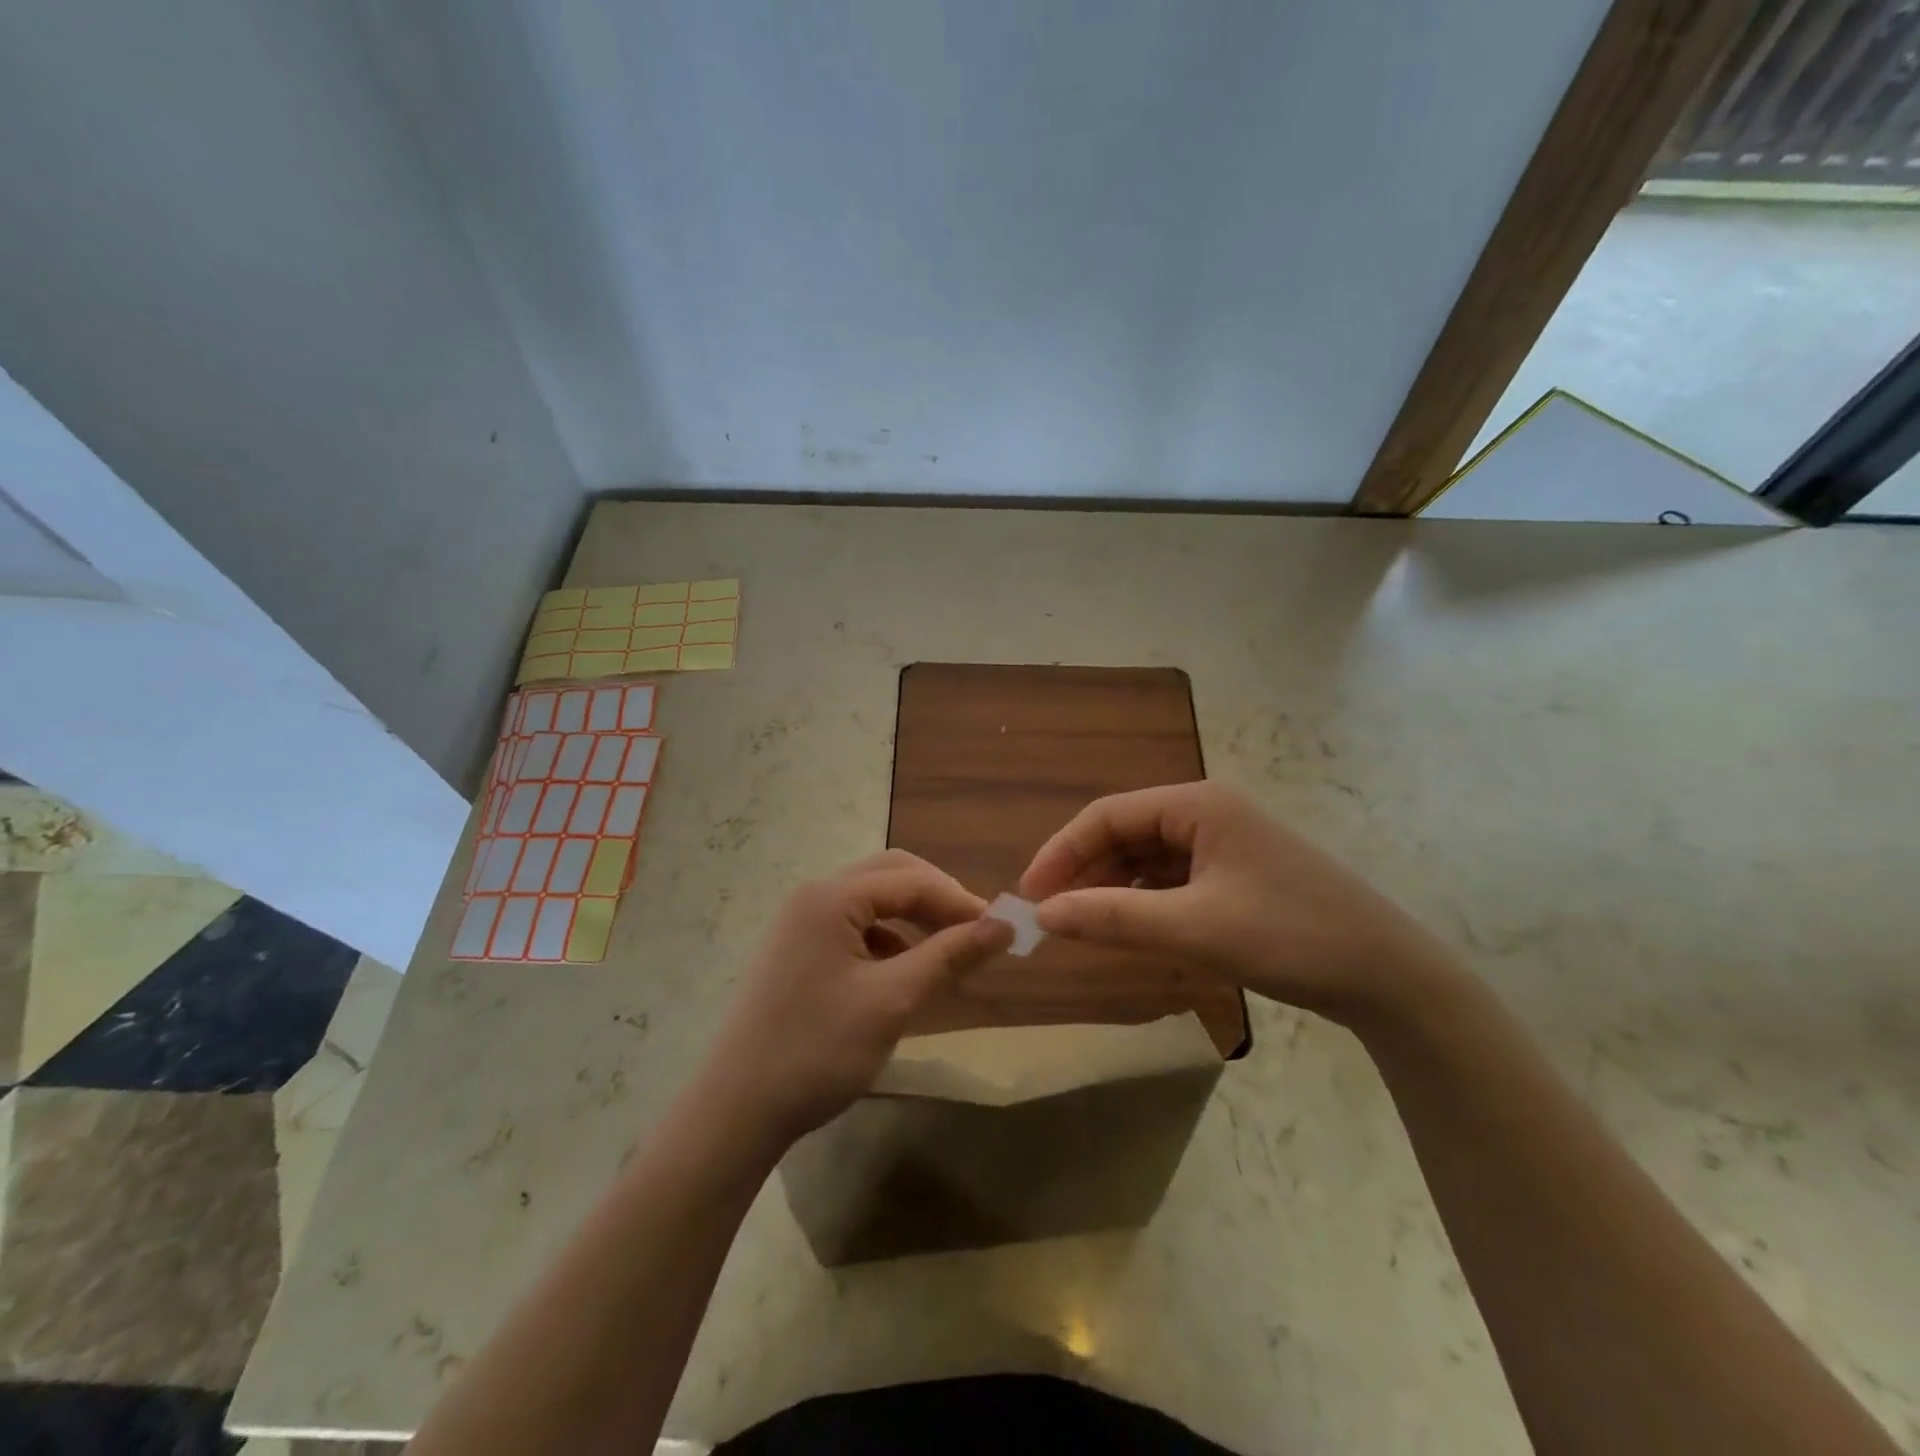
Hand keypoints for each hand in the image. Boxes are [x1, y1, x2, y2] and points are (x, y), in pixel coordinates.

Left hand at [701, 850, 1013, 1146]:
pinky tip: (901, 974)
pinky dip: (886, 940)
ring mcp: (798, 924)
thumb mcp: (892, 1001)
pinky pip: (852, 928)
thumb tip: (1004, 925)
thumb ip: (949, 956)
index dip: (959, 901)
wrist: (735, 1111)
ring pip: (870, 902)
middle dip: (935, 899)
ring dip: (911, 918)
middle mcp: (812, 897)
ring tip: (945, 955)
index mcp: (831, 897)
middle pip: (889, 876)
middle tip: (973, 933)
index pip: (911, 880)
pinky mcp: (795, 952)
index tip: (1000, 931)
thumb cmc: (817, 1050)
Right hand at [1019, 782, 1456, 1021]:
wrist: (1389, 976)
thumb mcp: (1195, 929)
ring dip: (1111, 887)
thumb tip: (1043, 913)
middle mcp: (1207, 812)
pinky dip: (1143, 900)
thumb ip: (1114, 917)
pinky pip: (1171, 878)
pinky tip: (1128, 926)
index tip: (1030, 895)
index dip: (1062, 852)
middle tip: (1050, 916)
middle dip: (1084, 871)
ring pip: (1146, 858)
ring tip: (1081, 925)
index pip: (1107, 815)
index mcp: (1196, 805)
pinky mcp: (1236, 873)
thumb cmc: (1290, 937)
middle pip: (1125, 833)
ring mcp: (1224, 842)